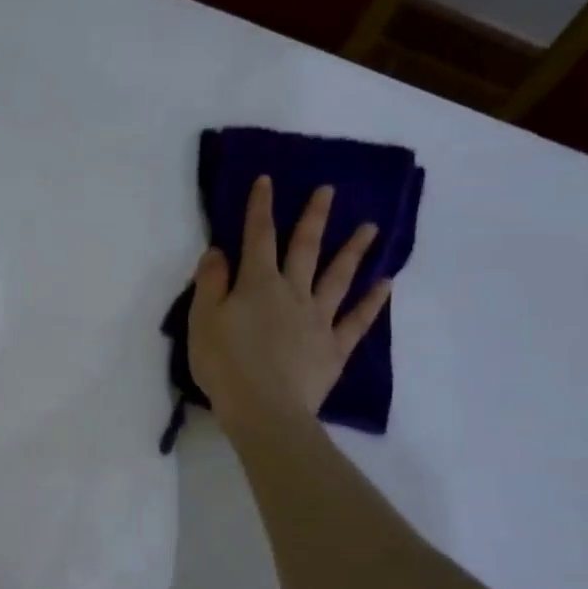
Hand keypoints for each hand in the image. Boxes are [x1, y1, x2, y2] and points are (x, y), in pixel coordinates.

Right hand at [188, 176, 390, 442]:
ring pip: (338, 277)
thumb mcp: (202, 320)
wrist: (263, 408)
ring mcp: (318, 319)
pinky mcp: (334, 348)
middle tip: (329, 190)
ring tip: (371, 228)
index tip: (268, 180)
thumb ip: (210, 282)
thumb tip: (219, 251)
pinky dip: (372, 302)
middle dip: (314, 217)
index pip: (257, 237)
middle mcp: (292, 293)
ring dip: (354, 251)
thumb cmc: (224, 364)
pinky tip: (386, 285)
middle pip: (305, 248)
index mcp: (257, 284)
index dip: (261, 207)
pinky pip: (356, 320)